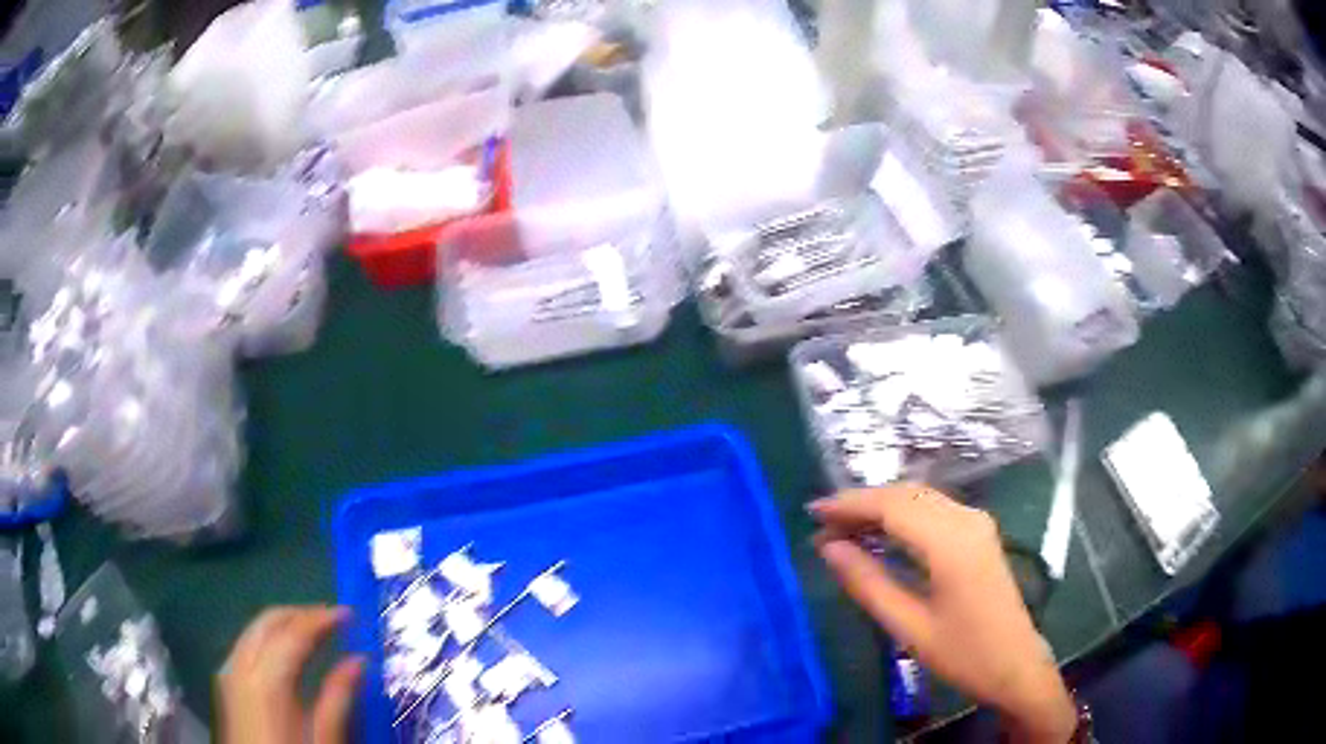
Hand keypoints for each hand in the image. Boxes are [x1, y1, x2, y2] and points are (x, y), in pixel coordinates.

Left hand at [216, 606, 364, 743]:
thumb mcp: (325, 738)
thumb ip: (338, 697)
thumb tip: (358, 661)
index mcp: (268, 680)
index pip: (294, 633)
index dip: (321, 619)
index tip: (347, 614)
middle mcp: (242, 666)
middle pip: (268, 621)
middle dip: (300, 614)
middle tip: (331, 619)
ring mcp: (230, 672)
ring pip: (254, 629)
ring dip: (283, 624)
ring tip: (312, 632)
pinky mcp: (227, 683)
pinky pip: (246, 645)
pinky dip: (267, 637)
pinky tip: (283, 652)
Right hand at [810, 486, 1076, 743]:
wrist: (1016, 666)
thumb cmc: (963, 654)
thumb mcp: (908, 626)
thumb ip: (868, 583)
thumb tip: (828, 549)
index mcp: (951, 542)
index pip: (892, 506)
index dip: (849, 505)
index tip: (811, 511)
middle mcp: (966, 520)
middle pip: (906, 495)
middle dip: (862, 504)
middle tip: (822, 525)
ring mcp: (976, 524)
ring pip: (920, 499)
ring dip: (881, 508)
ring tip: (843, 530)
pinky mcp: (979, 534)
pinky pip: (933, 511)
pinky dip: (902, 516)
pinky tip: (882, 535)